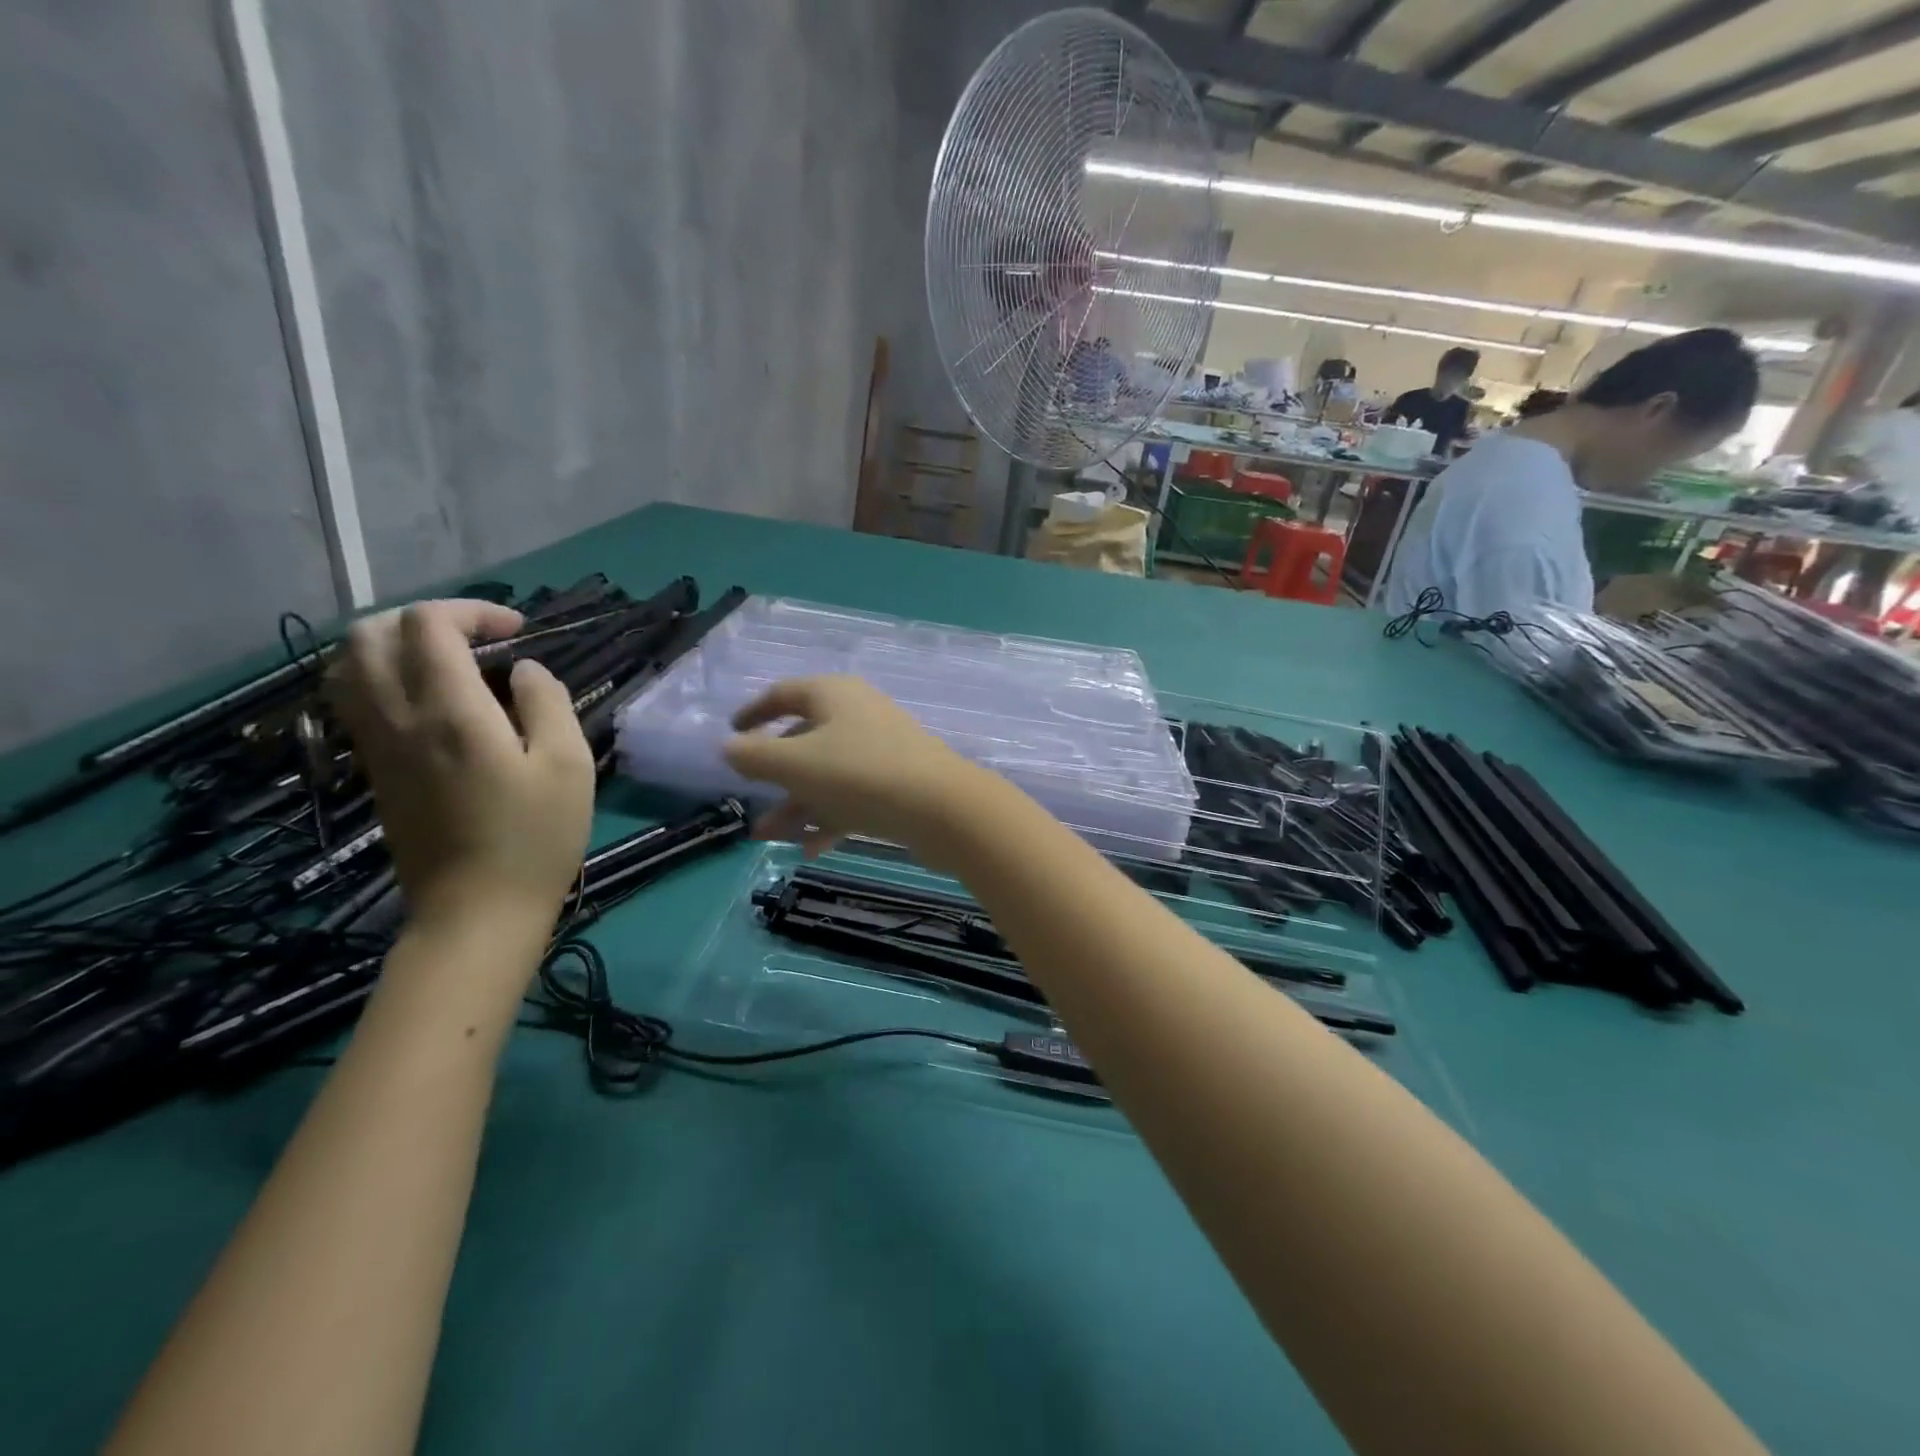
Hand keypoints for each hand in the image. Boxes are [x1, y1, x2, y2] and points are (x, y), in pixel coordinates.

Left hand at [328, 600, 595, 929]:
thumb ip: (548, 704)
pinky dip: (382, 676)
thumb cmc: (536, 838)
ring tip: (450, 661)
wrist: (476, 911)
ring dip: (395, 644)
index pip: (428, 625)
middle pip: (370, 633)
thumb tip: (524, 670)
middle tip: (478, 639)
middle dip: (424, 618)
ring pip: (349, 665)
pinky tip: (429, 697)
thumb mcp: (569, 765)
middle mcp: (397, 719)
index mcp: (450, 713)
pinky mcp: (372, 769)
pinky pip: (353, 699)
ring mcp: (376, 745)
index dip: (472, 611)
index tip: (518, 631)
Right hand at [722, 676, 979, 856]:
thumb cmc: (859, 774)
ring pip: (827, 774)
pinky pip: (853, 797)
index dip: (754, 712)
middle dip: (774, 775)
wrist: (942, 808)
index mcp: (833, 695)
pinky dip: (830, 818)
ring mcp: (881, 750)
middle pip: (805, 740)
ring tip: (768, 838)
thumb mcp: (794, 764)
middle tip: (752, 802)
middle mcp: (858, 715)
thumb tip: (728, 746)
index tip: (733, 732)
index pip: (784, 694)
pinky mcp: (898, 783)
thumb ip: (754, 756)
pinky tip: (811, 850)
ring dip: (797, 804)